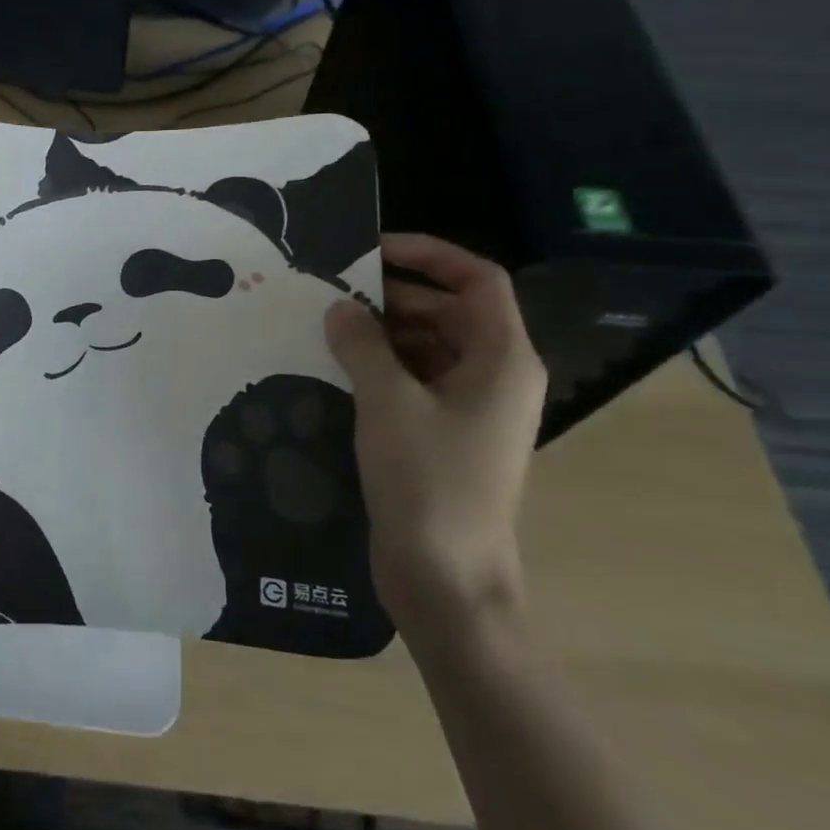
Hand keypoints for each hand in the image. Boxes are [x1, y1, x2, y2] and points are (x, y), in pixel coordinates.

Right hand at [324, 233, 546, 639]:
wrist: (446, 579)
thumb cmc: (429, 482)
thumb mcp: (387, 402)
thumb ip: (361, 344)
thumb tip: (340, 307)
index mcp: (502, 359)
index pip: (478, 280)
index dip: (430, 254)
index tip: (373, 249)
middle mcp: (494, 376)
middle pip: (448, 310)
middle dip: (393, 295)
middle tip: (333, 291)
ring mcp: (470, 408)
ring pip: (428, 345)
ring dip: (382, 331)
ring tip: (327, 326)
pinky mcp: (444, 434)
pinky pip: (415, 380)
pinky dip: (381, 366)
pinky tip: (337, 367)